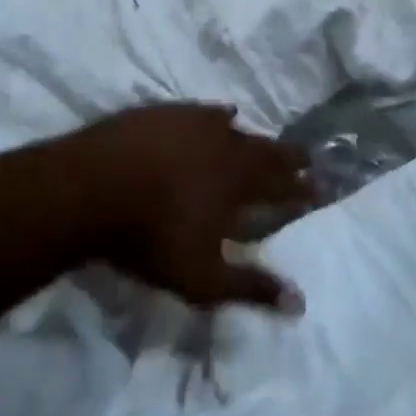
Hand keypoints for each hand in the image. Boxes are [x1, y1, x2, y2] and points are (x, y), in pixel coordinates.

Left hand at [74, 105, 311, 312]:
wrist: (94, 186)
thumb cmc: (150, 237)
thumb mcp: (202, 277)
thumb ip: (250, 287)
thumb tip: (299, 304)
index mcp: (239, 185)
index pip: (282, 187)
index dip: (303, 189)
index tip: (321, 186)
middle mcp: (227, 147)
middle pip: (267, 151)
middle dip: (289, 157)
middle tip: (308, 155)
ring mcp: (197, 124)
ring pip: (239, 129)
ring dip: (255, 137)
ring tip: (266, 140)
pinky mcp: (170, 112)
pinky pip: (207, 111)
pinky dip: (220, 115)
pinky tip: (222, 114)